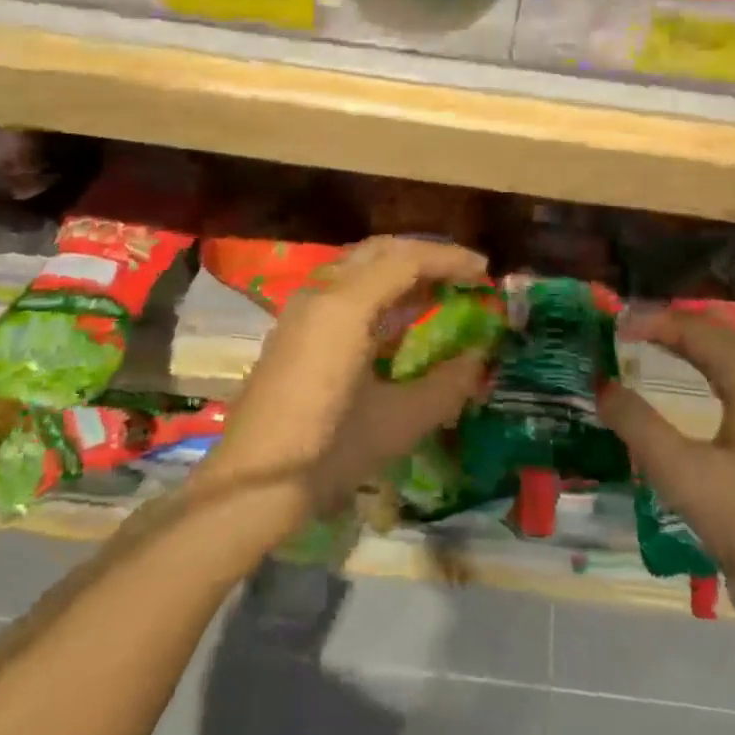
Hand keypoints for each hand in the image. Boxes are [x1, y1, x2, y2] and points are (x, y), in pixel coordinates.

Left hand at [203, 236, 490, 527]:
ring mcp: (303, 308)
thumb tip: (480, 359)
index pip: (406, 259)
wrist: (250, 484)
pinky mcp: (295, 328)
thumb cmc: (328, 451)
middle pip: (380, 251)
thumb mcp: (399, 422)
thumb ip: (447, 385)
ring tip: (439, 289)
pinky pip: (344, 287)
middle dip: (425, 254)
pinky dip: (378, 288)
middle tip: (463, 273)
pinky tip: (399, 316)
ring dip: (400, 269)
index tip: (484, 271)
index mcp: (346, 305)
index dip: (450, 259)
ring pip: (359, 265)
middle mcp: (322, 293)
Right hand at [597, 309, 734, 612]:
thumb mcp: (682, 474)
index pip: (697, 331)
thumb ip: (638, 425)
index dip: (654, 321)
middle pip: (716, 333)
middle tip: (628, 327)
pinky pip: (734, 373)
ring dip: (688, 341)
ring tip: (648, 342)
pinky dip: (703, 362)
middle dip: (671, 323)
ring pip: (728, 352)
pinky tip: (686, 377)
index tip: (615, 325)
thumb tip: (602, 385)